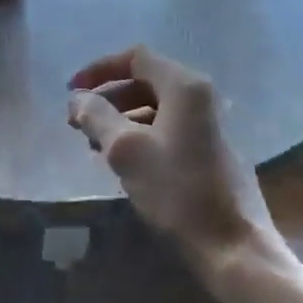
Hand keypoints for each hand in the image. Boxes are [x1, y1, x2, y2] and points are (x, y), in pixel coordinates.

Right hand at [68, 46, 276, 270]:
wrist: (231, 246)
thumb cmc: (176, 191)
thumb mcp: (125, 150)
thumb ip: (96, 116)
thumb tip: (77, 99)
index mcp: (185, 87)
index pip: (136, 57)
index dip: (99, 69)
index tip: (71, 90)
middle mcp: (202, 97)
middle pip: (146, 81)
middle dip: (108, 97)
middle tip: (79, 122)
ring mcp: (211, 125)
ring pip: (156, 107)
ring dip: (122, 118)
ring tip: (95, 145)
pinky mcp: (212, 152)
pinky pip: (169, 129)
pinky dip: (141, 135)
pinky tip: (124, 163)